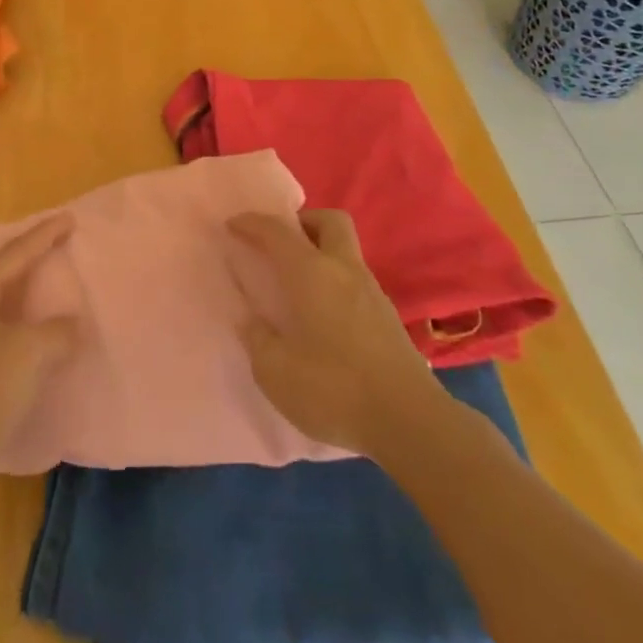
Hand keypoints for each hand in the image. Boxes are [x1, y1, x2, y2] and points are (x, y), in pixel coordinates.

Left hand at [0, 214, 79, 491]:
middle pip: (7, 273)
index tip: (71, 218)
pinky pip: (7, 336)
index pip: (17, 252)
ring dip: (32, 296)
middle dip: (34, 258)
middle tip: (64, 246)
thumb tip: (73, 326)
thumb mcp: (26, 354)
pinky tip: (45, 343)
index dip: (45, 234)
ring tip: (59, 289)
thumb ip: (57, 332)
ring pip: (6, 305)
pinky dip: (29, 330)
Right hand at [225, 210, 441, 455]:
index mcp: (310, 273)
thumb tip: (251, 320)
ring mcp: (371, 291)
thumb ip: (258, 339)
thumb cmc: (333, 389)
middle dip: (303, 222)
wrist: (409, 422)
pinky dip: (335, 281)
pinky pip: (355, 279)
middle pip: (329, 221)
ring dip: (320, 252)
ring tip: (297, 283)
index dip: (252, 223)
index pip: (277, 232)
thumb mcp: (275, 372)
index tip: (233, 224)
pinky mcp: (387, 316)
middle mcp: (343, 270)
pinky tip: (322, 314)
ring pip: (346, 250)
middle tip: (280, 245)